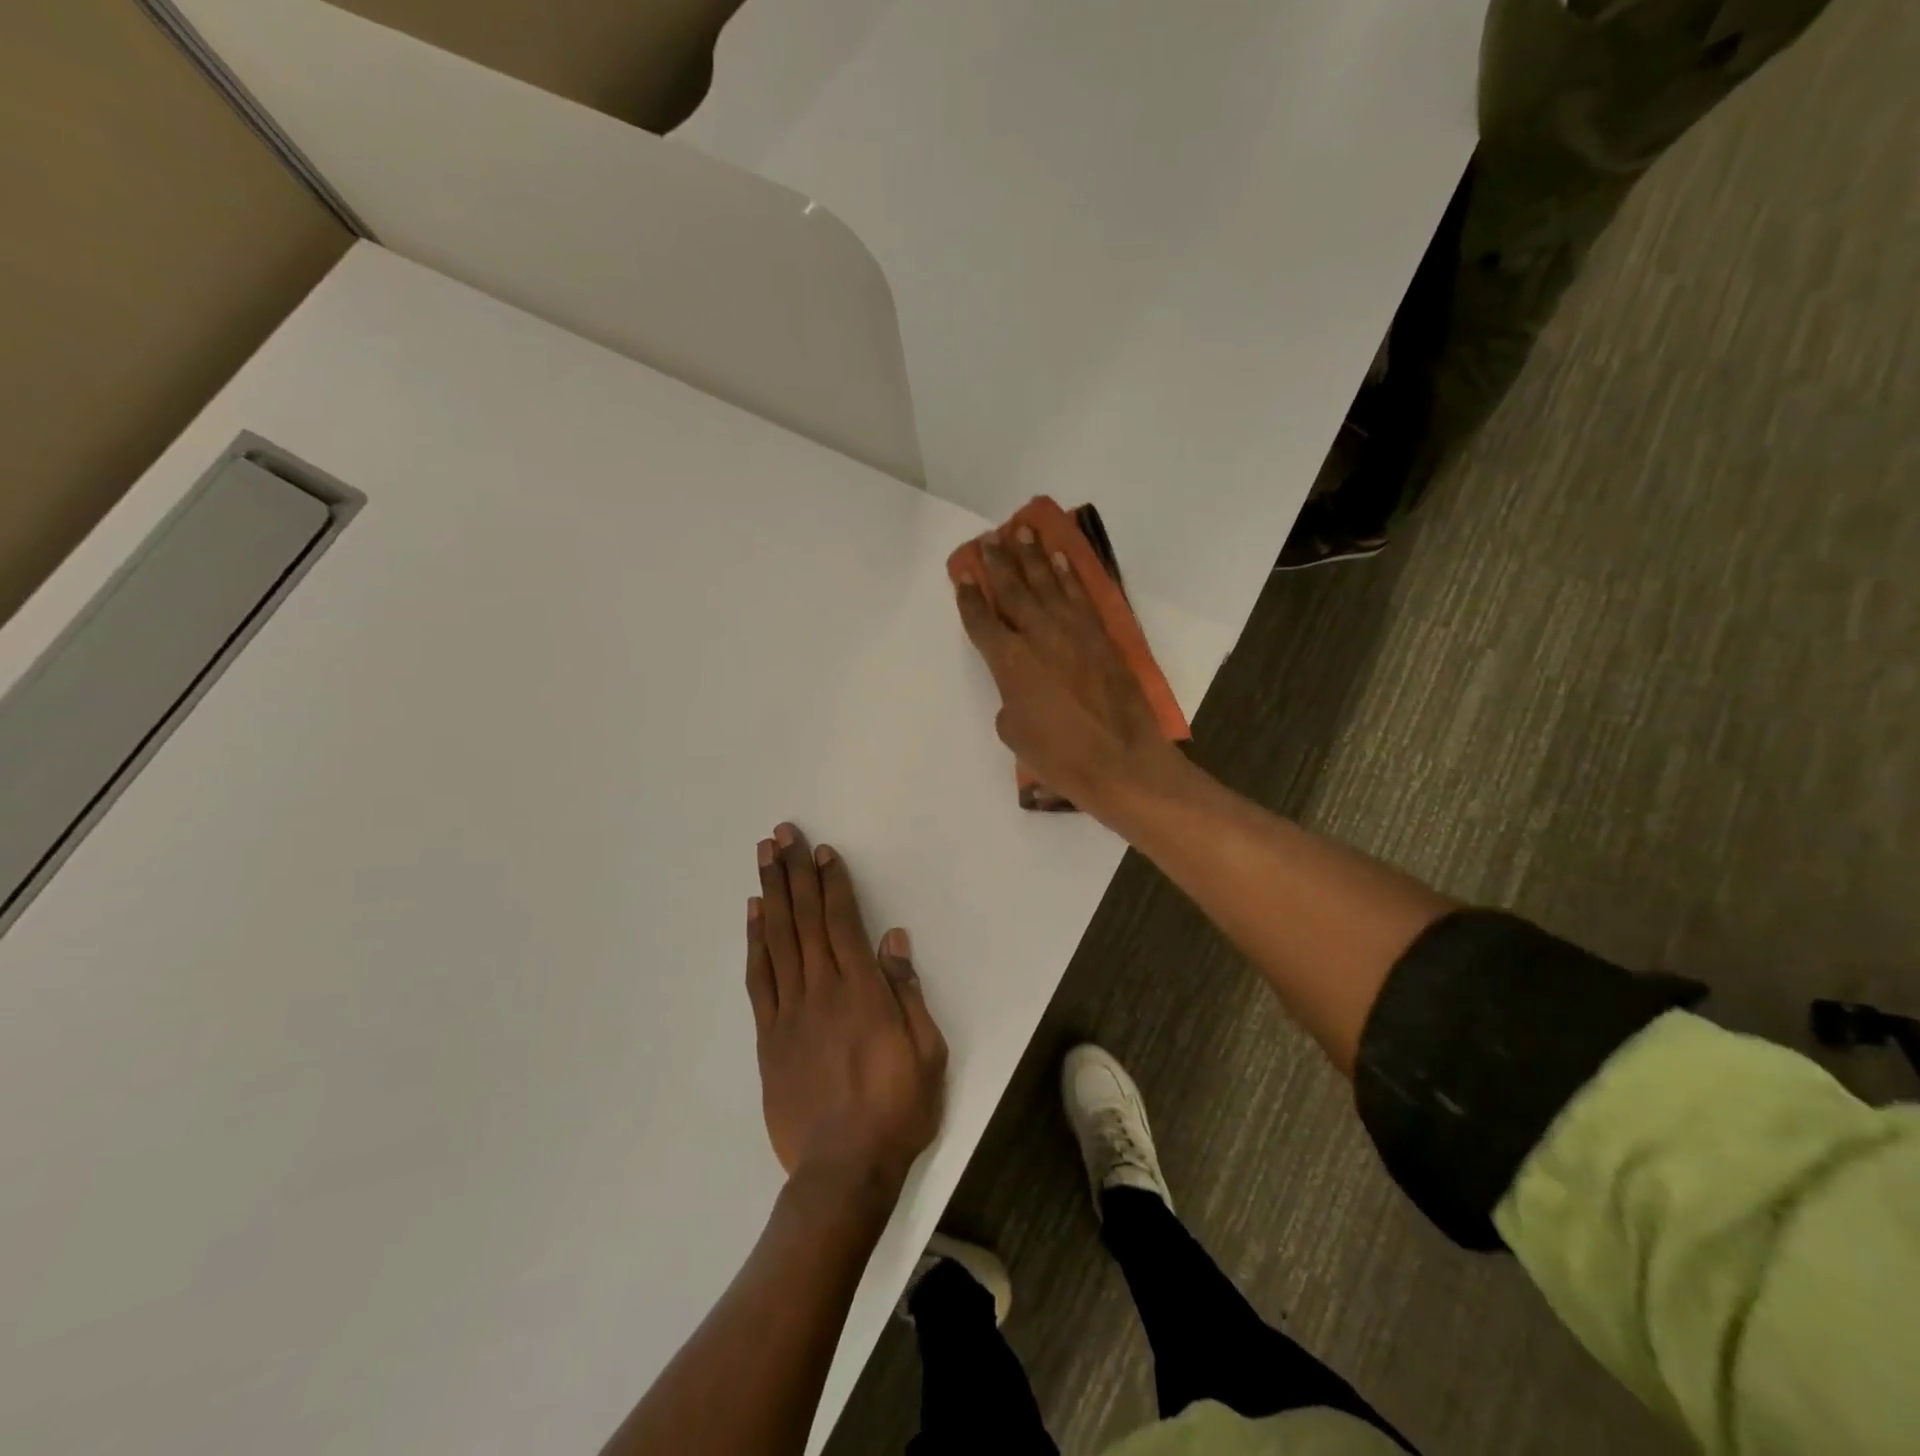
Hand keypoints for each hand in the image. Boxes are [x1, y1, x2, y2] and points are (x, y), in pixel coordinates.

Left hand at [748, 823, 947, 1195]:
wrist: (843, 1170)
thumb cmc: (896, 1109)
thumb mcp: (927, 1052)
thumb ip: (907, 992)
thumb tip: (894, 940)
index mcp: (863, 991)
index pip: (843, 922)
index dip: (832, 883)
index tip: (822, 851)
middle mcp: (822, 990)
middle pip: (805, 919)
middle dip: (794, 872)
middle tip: (782, 834)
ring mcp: (790, 1011)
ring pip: (778, 939)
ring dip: (771, 894)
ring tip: (763, 858)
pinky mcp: (769, 1036)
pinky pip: (759, 978)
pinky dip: (755, 942)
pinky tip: (754, 915)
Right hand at [954, 528, 1185, 816]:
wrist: (1121, 760)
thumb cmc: (1060, 756)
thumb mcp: (1015, 732)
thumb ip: (1010, 697)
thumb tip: (1019, 682)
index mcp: (1010, 662)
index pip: (982, 620)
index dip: (969, 596)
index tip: (963, 574)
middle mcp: (1038, 636)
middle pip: (1013, 590)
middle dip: (998, 563)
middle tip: (989, 539)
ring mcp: (1073, 631)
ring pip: (1047, 584)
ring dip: (1032, 556)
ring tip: (1021, 532)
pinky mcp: (1100, 635)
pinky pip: (1080, 596)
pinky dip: (1068, 575)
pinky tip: (1060, 559)